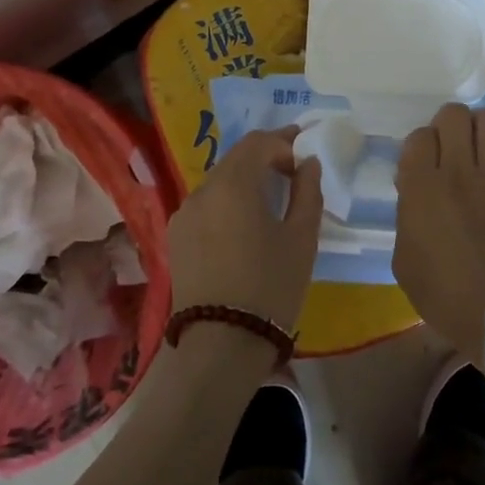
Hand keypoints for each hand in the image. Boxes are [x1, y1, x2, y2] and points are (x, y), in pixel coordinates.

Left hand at [167, 128, 322, 337]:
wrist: (222, 342)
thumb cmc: (271, 286)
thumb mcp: (301, 238)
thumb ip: (308, 192)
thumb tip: (307, 163)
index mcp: (233, 184)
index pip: (258, 142)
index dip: (285, 141)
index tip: (306, 153)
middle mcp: (201, 190)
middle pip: (235, 158)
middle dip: (265, 156)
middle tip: (293, 168)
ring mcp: (184, 214)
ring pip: (218, 181)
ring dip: (245, 179)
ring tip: (271, 196)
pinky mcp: (176, 237)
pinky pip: (206, 204)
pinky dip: (227, 200)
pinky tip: (244, 221)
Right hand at [393, 103, 484, 359]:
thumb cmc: (443, 295)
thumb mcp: (403, 259)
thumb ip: (405, 216)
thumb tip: (415, 190)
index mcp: (420, 188)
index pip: (418, 136)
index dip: (421, 145)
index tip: (424, 164)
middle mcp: (457, 172)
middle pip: (452, 115)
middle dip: (449, 124)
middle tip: (452, 146)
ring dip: (483, 126)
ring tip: (483, 143)